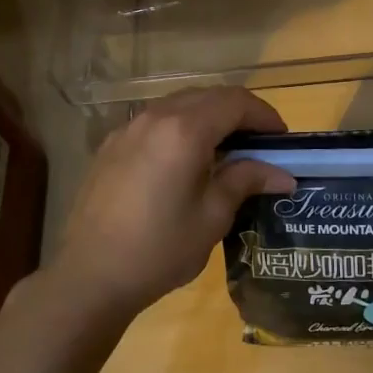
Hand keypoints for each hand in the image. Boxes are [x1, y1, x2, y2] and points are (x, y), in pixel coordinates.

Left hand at [53, 86, 294, 325]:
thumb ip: (245, 181)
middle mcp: (155, 117)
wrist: (89, 275)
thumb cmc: (159, 249)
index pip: (235, 102)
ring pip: (180, 104)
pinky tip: (186, 161)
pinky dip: (181, 127)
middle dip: (239, 113)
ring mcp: (128, 128)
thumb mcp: (212, 217)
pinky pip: (156, 121)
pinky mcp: (111, 145)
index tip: (282, 140)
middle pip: (208, 96)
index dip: (265, 115)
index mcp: (184, 130)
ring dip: (209, 117)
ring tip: (226, 152)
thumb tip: (282, 174)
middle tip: (260, 145)